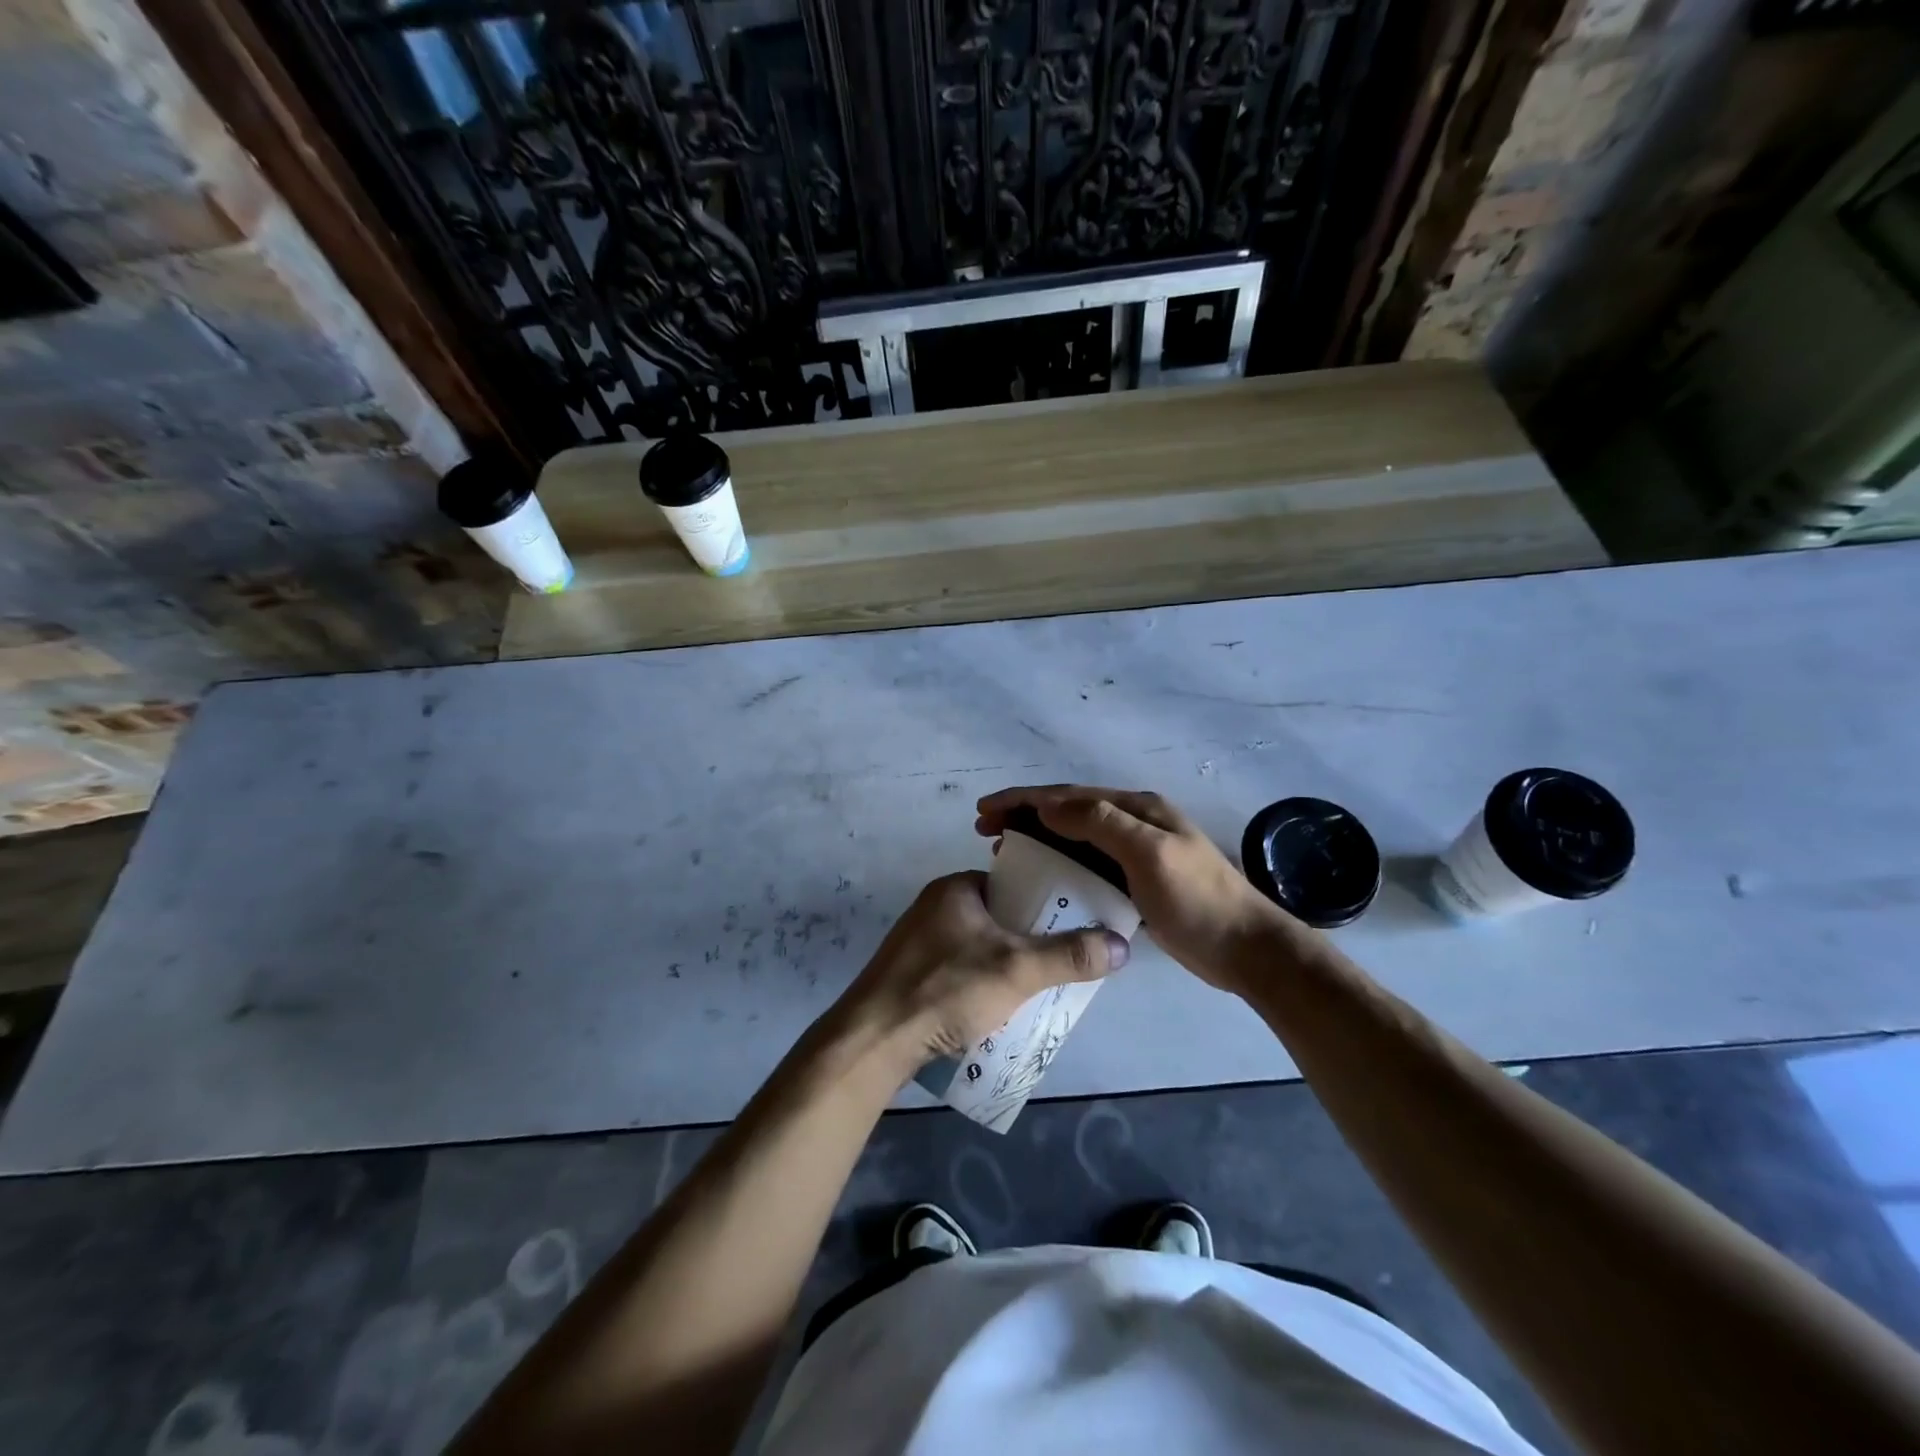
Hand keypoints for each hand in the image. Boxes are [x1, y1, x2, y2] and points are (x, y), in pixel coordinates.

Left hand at [838, 871, 1128, 1069]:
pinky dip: (980, 984)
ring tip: (1036, 991)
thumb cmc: (946, 989)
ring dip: (1006, 966)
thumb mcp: (1017, 970)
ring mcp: (917, 941)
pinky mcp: (908, 974)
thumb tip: (1121, 944)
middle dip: (1029, 941)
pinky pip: (958, 970)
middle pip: (998, 917)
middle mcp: (934, 906)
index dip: (1045, 902)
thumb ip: (1069, 956)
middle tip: (1060, 966)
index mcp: (955, 888)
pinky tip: (995, 1010)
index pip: (1013, 883)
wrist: (872, 1041)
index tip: (1072, 927)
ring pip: (979, 947)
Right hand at [977, 785, 1293, 989]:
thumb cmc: (1197, 899)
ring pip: (1074, 838)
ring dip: (1038, 839)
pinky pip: (1086, 865)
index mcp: (1136, 808)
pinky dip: (1058, 864)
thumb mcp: (1149, 853)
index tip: (984, 811)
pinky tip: (1041, 878)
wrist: (1246, 949)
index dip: (1023, 799)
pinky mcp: (1134, 883)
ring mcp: (1134, 853)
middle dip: (1024, 816)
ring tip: (1003, 851)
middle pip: (1067, 812)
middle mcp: (1132, 823)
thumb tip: (1048, 805)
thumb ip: (1101, 823)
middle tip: (985, 831)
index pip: (1068, 796)